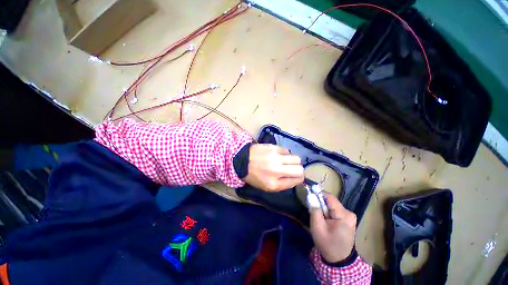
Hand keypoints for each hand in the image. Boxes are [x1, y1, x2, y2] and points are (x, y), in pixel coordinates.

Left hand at [243, 144, 303, 191]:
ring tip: (285, 161)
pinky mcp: (273, 148)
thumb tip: (297, 178)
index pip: (297, 180)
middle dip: (298, 170)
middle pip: (300, 169)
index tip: (296, 176)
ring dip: (292, 161)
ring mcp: (275, 158)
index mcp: (274, 184)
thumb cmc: (254, 176)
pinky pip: (287, 150)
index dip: (299, 178)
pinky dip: (285, 154)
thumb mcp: (267, 187)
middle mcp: (277, 170)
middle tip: (291, 169)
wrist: (241, 161)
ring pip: (296, 158)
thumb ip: (283, 184)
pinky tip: (278, 155)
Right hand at [310, 194, 356, 262]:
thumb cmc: (327, 244)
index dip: (318, 194)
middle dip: (320, 203)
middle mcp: (349, 213)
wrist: (339, 260)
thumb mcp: (317, 227)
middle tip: (313, 209)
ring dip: (324, 208)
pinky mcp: (348, 219)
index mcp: (344, 215)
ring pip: (332, 205)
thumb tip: (311, 196)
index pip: (329, 197)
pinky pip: (335, 210)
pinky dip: (328, 212)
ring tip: (319, 216)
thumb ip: (314, 210)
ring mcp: (350, 216)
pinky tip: (325, 219)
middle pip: (331, 201)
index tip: (309, 196)